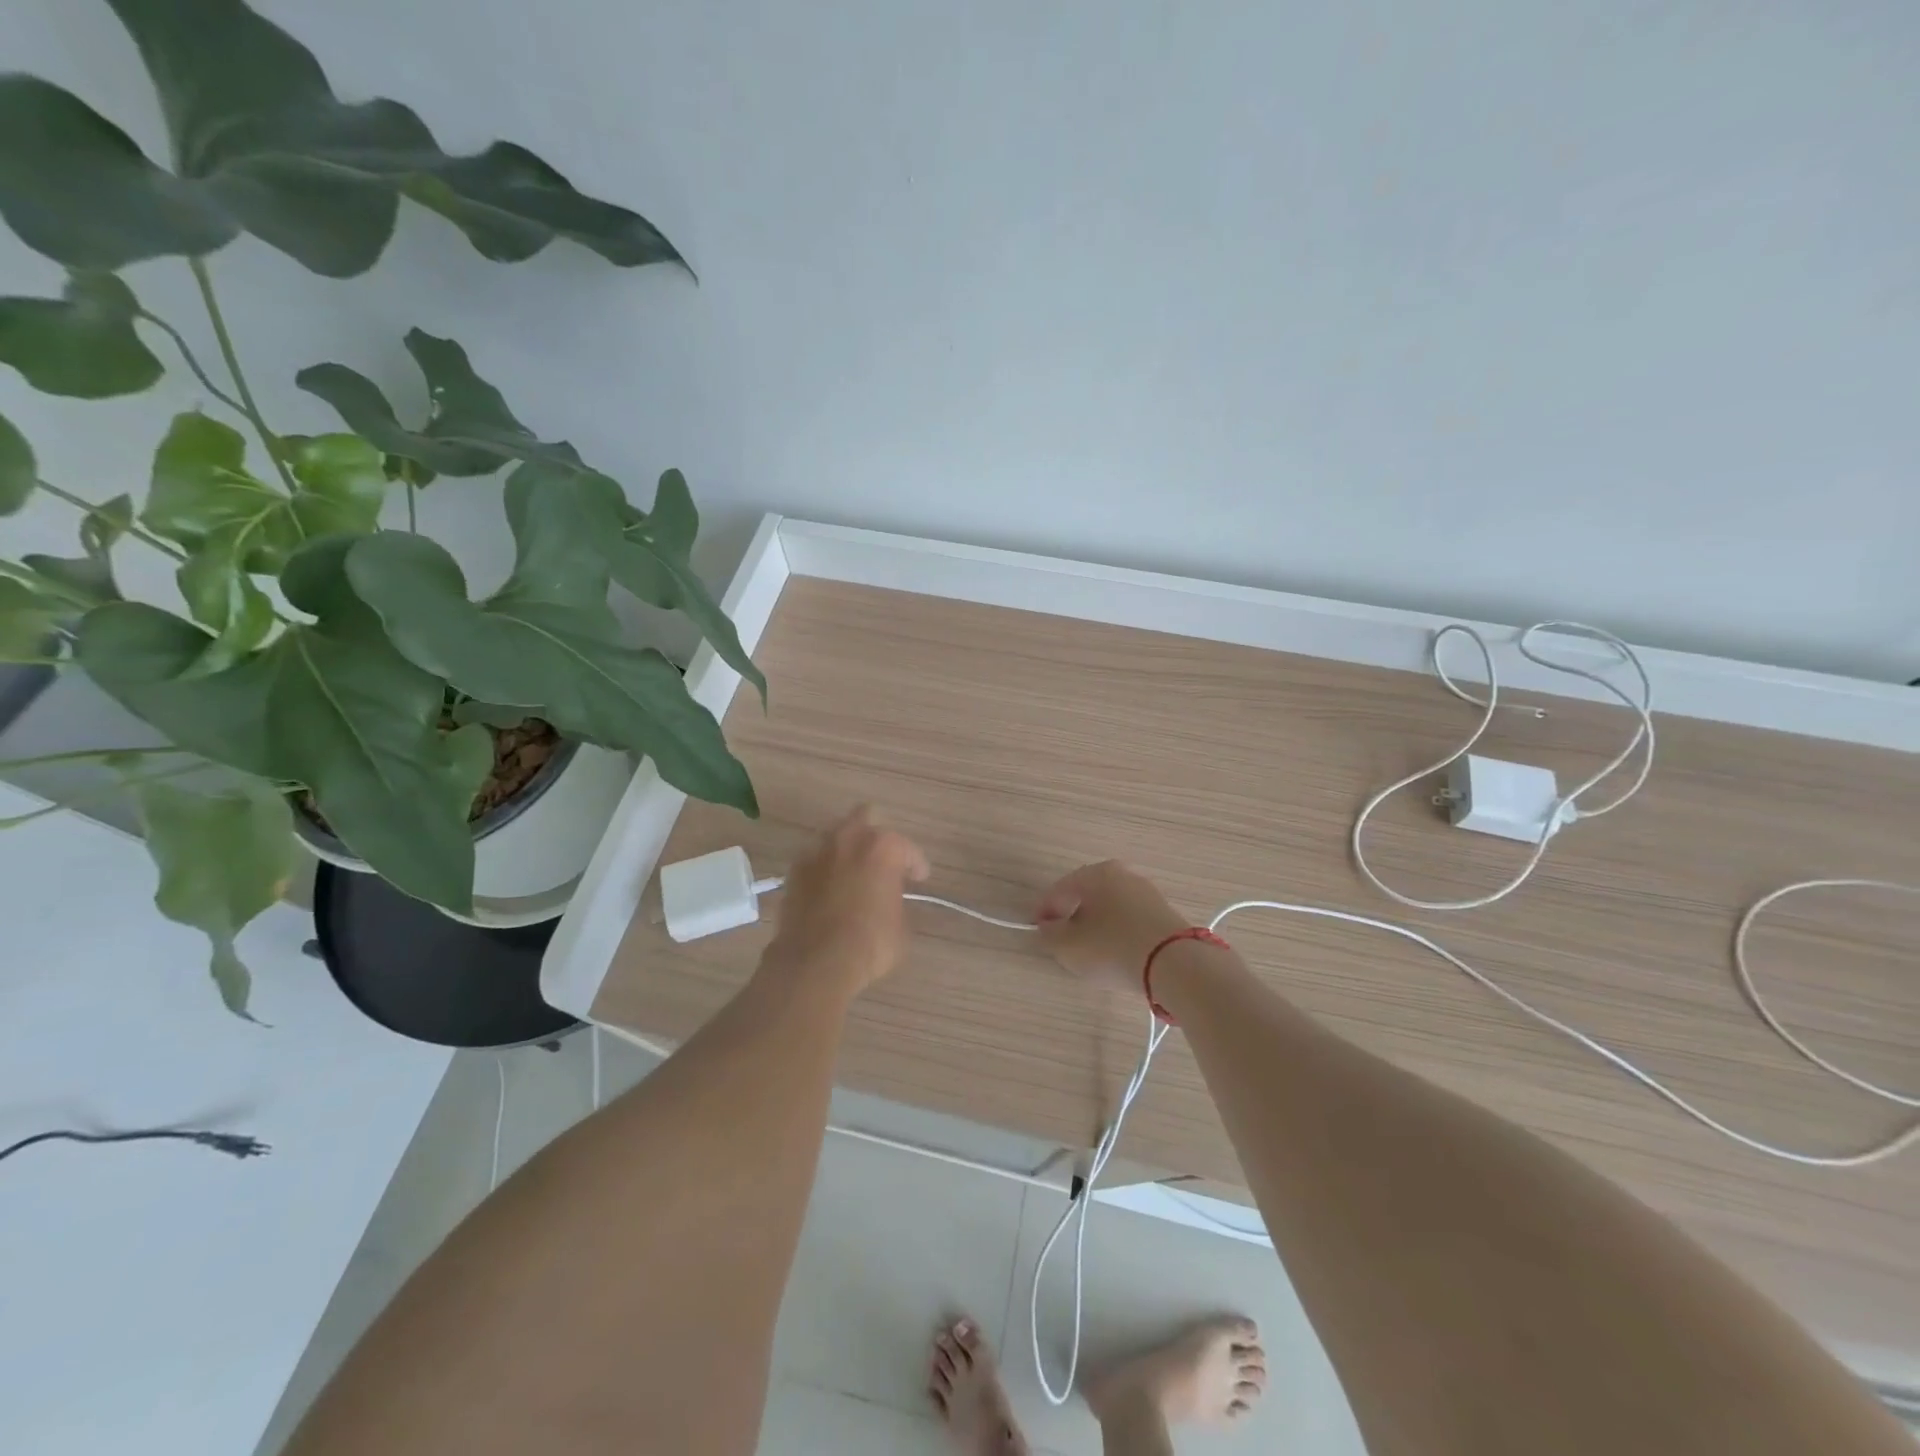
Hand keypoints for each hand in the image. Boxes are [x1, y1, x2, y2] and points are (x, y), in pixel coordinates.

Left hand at [765, 806, 929, 997]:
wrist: (815, 962)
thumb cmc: (870, 943)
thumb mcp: (902, 926)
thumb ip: (897, 900)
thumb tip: (888, 899)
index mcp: (883, 847)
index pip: (907, 848)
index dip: (916, 864)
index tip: (918, 879)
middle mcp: (849, 839)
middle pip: (864, 818)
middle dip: (875, 836)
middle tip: (881, 861)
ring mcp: (817, 852)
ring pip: (835, 836)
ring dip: (847, 850)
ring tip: (853, 873)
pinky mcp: (794, 872)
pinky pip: (814, 860)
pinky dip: (824, 869)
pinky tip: (829, 889)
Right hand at [1035, 860, 1191, 994]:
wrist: (1175, 964)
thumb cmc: (1112, 948)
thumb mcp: (1068, 946)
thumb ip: (1049, 935)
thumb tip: (1047, 928)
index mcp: (1096, 873)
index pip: (1060, 888)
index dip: (1044, 910)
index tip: (1037, 931)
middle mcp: (1123, 874)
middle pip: (1087, 895)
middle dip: (1071, 916)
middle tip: (1061, 939)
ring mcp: (1147, 892)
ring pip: (1110, 907)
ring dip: (1095, 925)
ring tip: (1089, 951)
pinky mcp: (1164, 914)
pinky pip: (1129, 920)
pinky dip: (1117, 933)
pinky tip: (1115, 953)